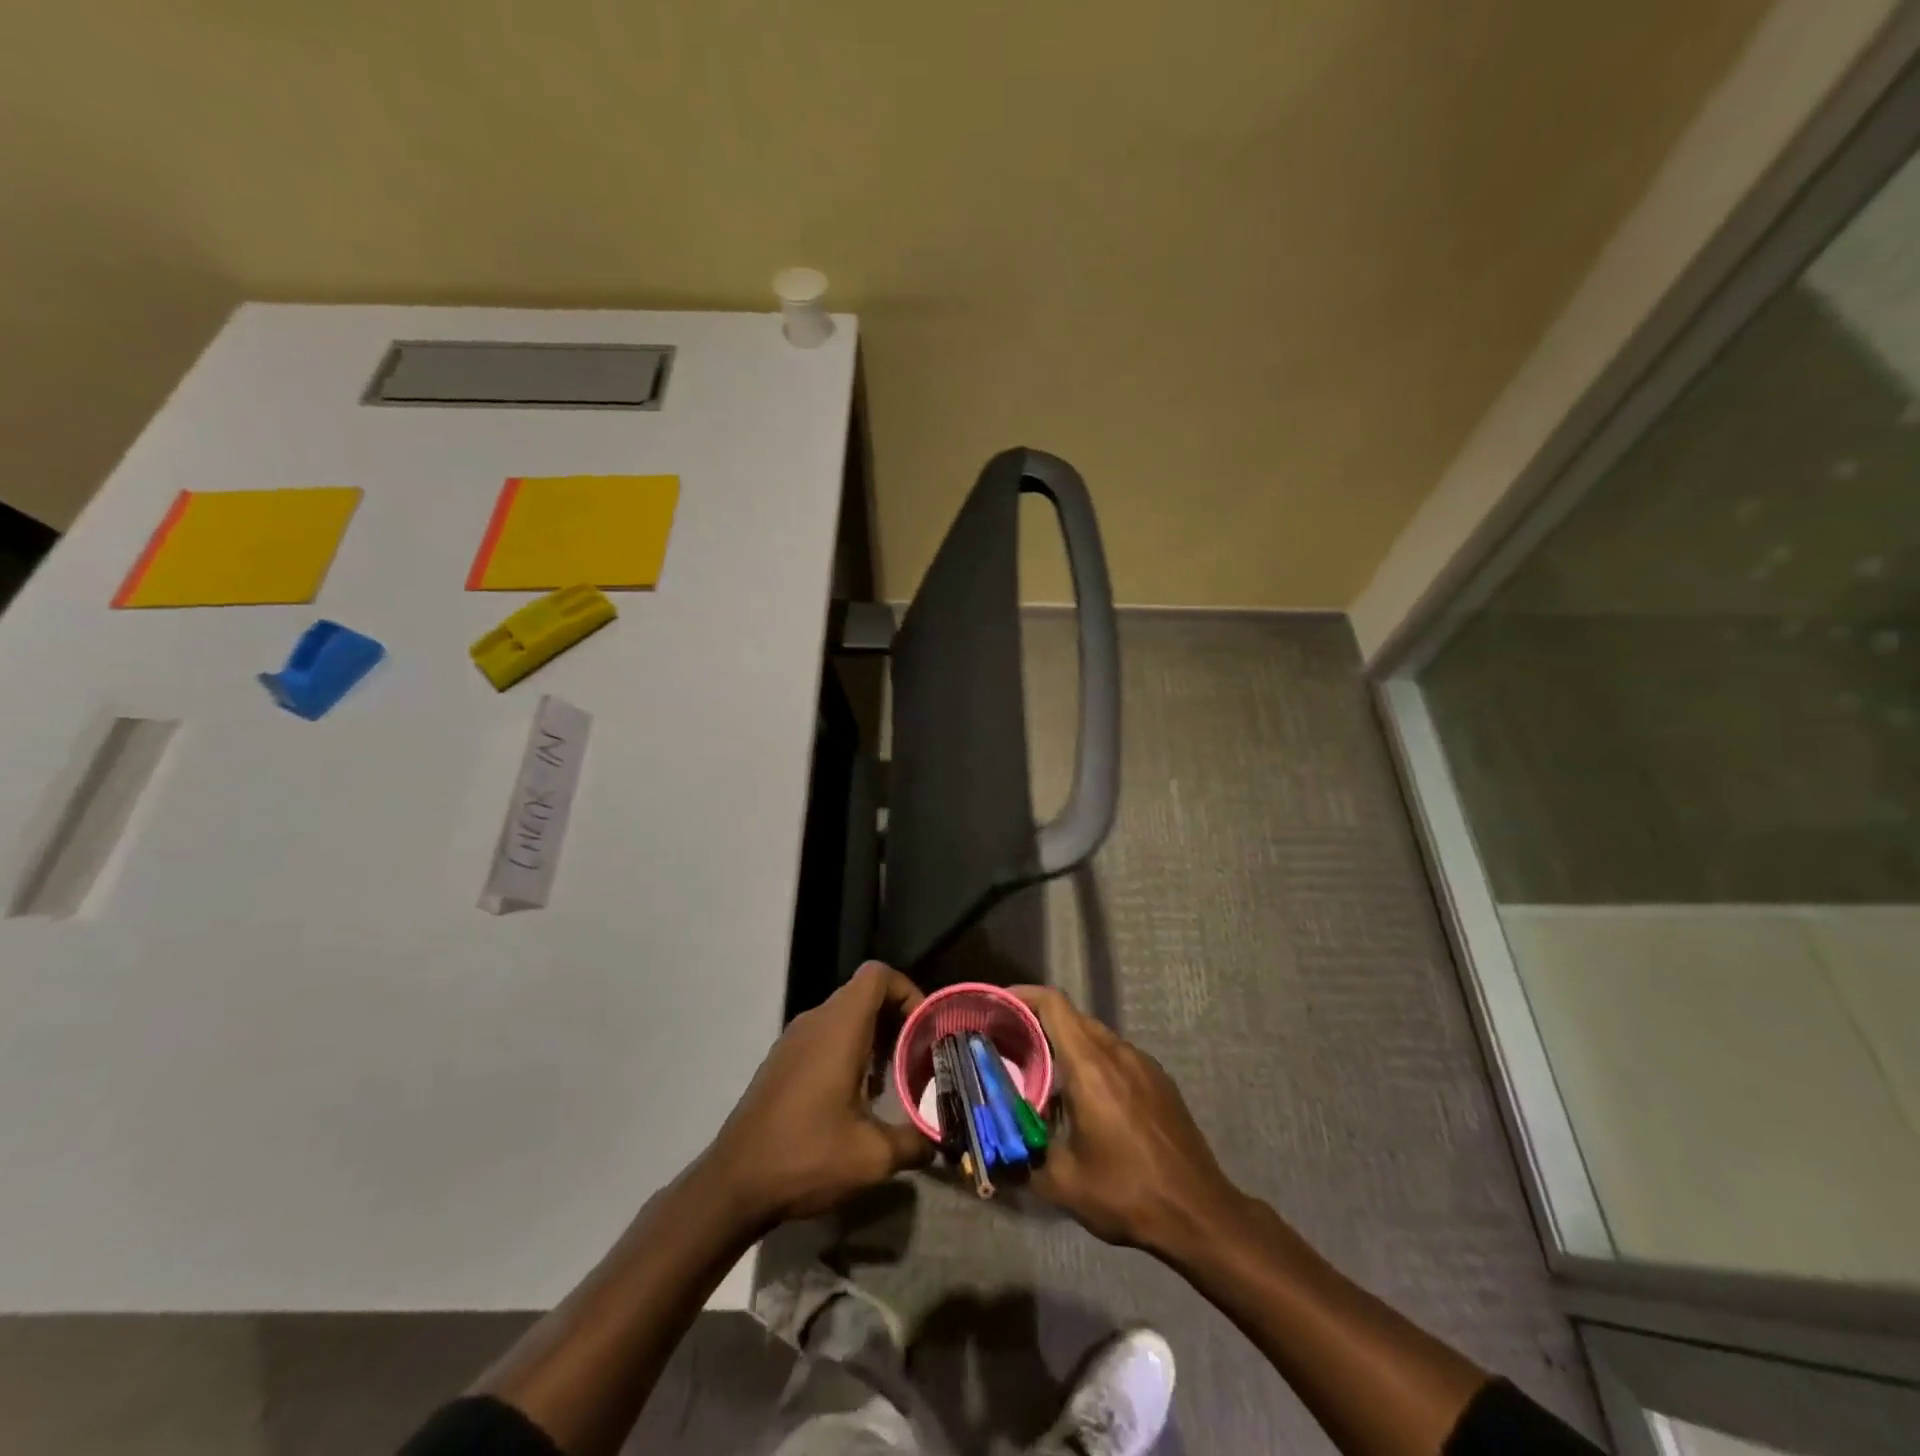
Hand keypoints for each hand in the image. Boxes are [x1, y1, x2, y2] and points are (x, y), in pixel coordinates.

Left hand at [703, 962, 933, 1227]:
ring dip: (873, 1037)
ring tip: (891, 1080)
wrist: (733, 1185)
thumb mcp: (872, 1157)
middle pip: (864, 994)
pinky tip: (855, 1098)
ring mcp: (793, 1039)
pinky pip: (824, 1036)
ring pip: (844, 1016)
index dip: (907, 990)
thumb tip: (939, 1141)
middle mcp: (815, 1021)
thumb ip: (914, 1142)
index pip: (878, 975)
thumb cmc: (806, 1156)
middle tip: (916, 1057)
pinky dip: (848, 1050)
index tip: (924, 1027)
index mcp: (839, 1027)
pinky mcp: (780, 1060)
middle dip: (896, 1019)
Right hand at [1015, 985, 1245, 1255]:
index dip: (1023, 996)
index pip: (1053, 1004)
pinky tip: (1086, 1099)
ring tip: (1045, 1075)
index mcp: (1090, 1066)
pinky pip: (1117, 1056)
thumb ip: (1022, 1155)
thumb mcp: (1062, 1182)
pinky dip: (1093, 1062)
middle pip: (1072, 1018)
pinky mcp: (1160, 1081)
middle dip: (1039, 1024)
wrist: (1200, 1214)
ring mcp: (1144, 1064)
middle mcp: (1118, 1053)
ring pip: (1096, 1037)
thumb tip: (993, 1146)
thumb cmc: (1127, 1193)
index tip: (998, 1006)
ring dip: (1068, 1046)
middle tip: (1012, 1046)